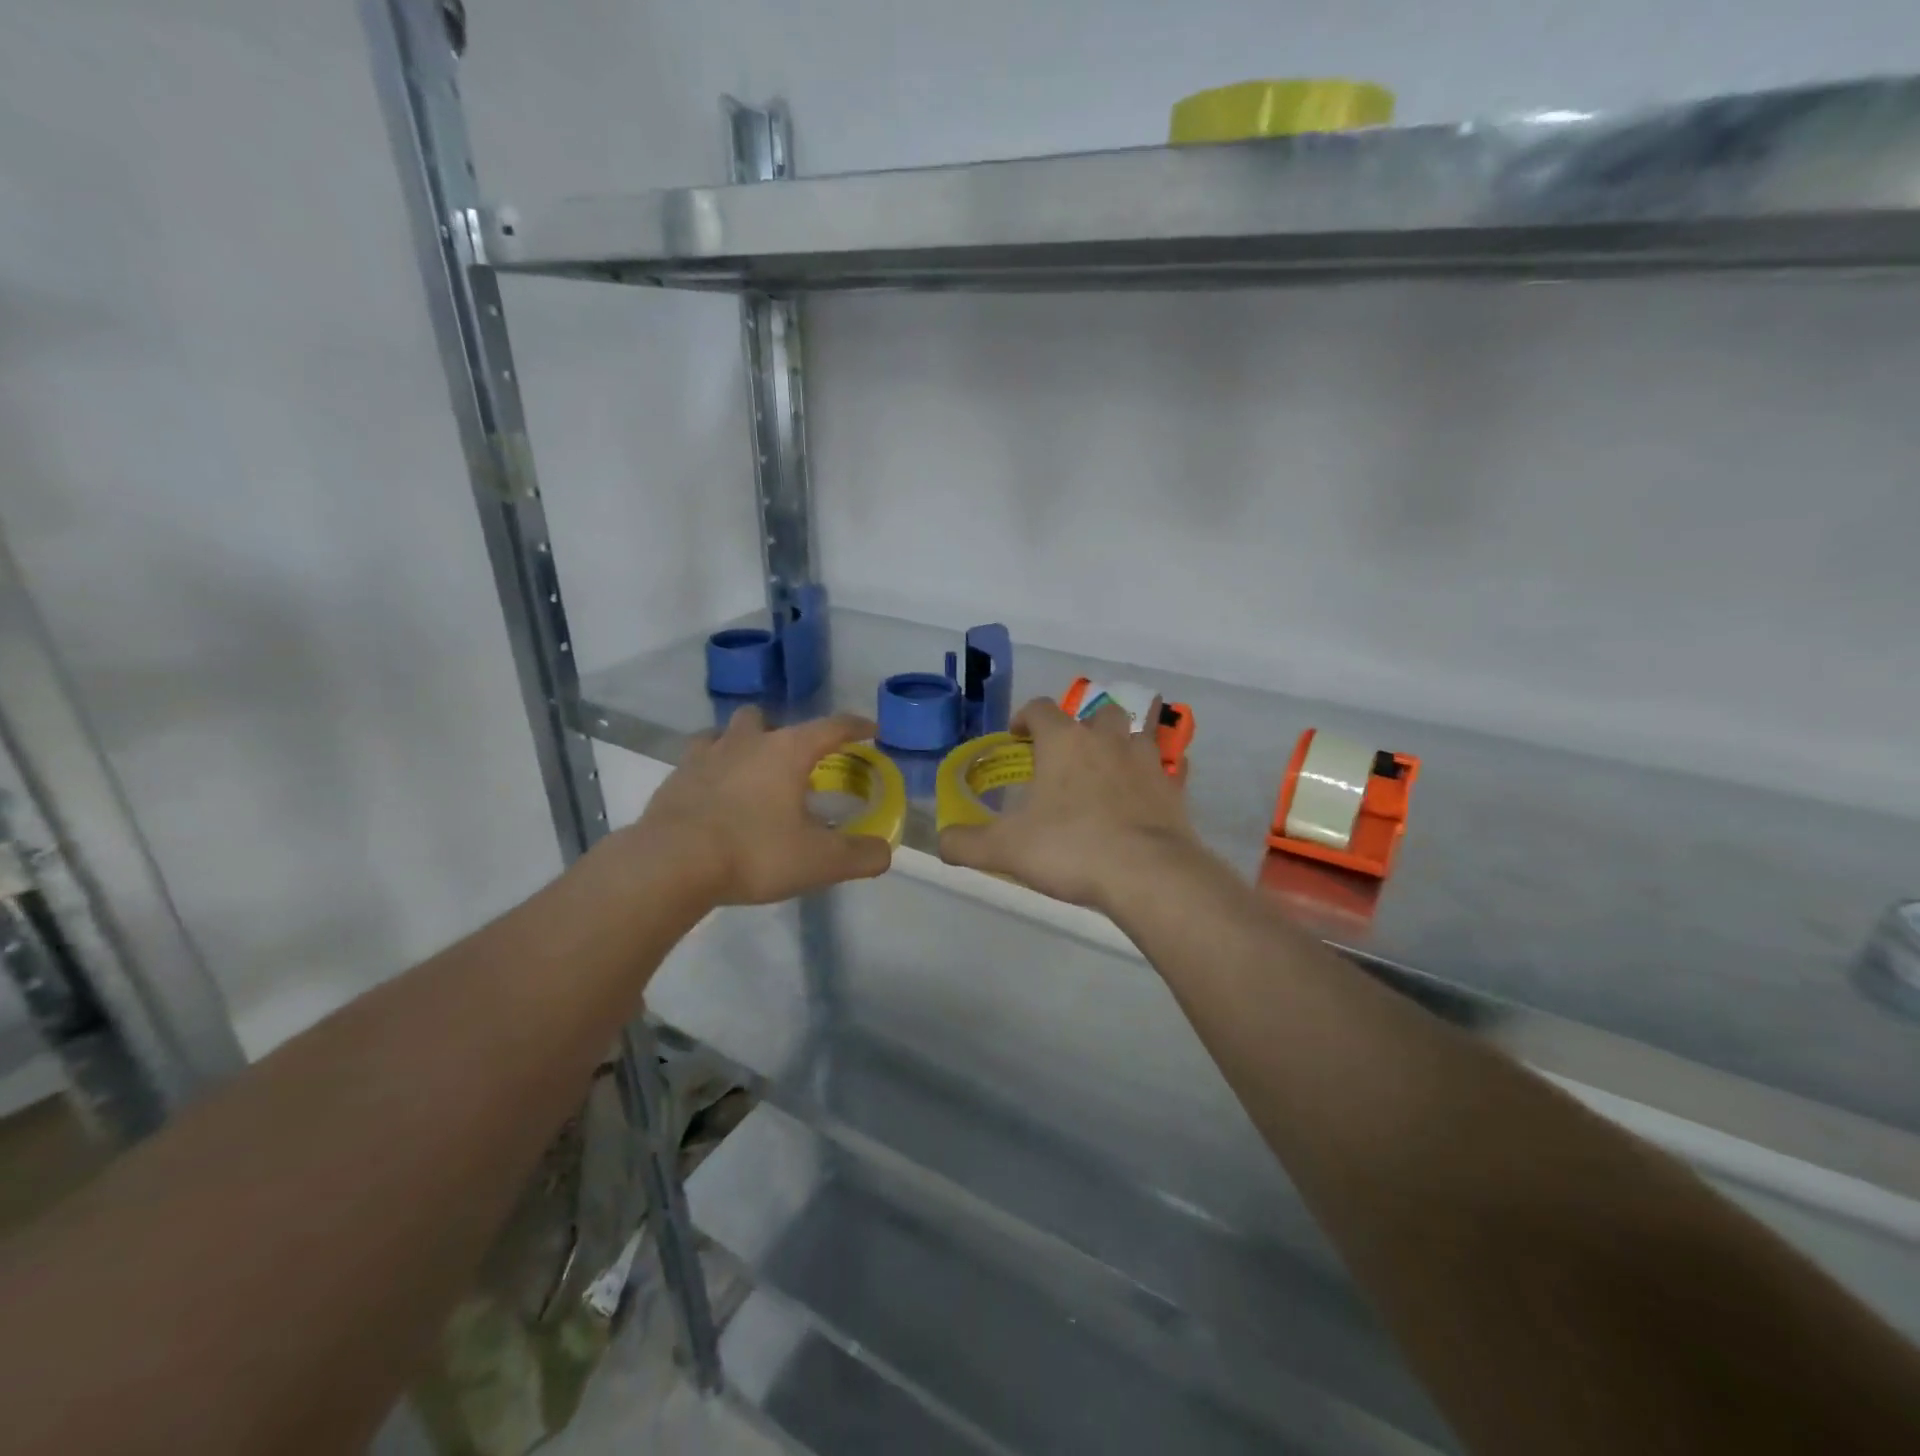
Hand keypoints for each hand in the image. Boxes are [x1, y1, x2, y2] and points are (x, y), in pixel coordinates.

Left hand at [633, 707, 892, 905]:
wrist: (670, 865)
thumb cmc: (754, 853)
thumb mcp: (820, 862)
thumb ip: (861, 856)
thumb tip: (884, 853)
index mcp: (787, 751)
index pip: (832, 726)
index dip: (856, 726)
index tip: (871, 729)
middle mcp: (746, 742)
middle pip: (766, 718)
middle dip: (784, 733)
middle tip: (794, 764)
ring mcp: (704, 756)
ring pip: (725, 733)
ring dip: (741, 744)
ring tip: (750, 774)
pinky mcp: (674, 779)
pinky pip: (696, 761)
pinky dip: (710, 771)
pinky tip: (714, 796)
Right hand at [938, 696, 1206, 911]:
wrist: (1147, 874)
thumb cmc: (1070, 849)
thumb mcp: (1005, 850)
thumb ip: (966, 843)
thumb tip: (941, 841)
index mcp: (1064, 741)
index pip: (1040, 708)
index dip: (1025, 717)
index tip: (1018, 737)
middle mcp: (1106, 739)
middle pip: (1095, 713)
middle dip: (1079, 728)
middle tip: (1065, 758)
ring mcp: (1146, 760)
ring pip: (1134, 734)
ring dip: (1119, 745)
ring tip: (1105, 773)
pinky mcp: (1173, 788)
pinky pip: (1164, 769)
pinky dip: (1152, 776)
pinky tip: (1142, 797)